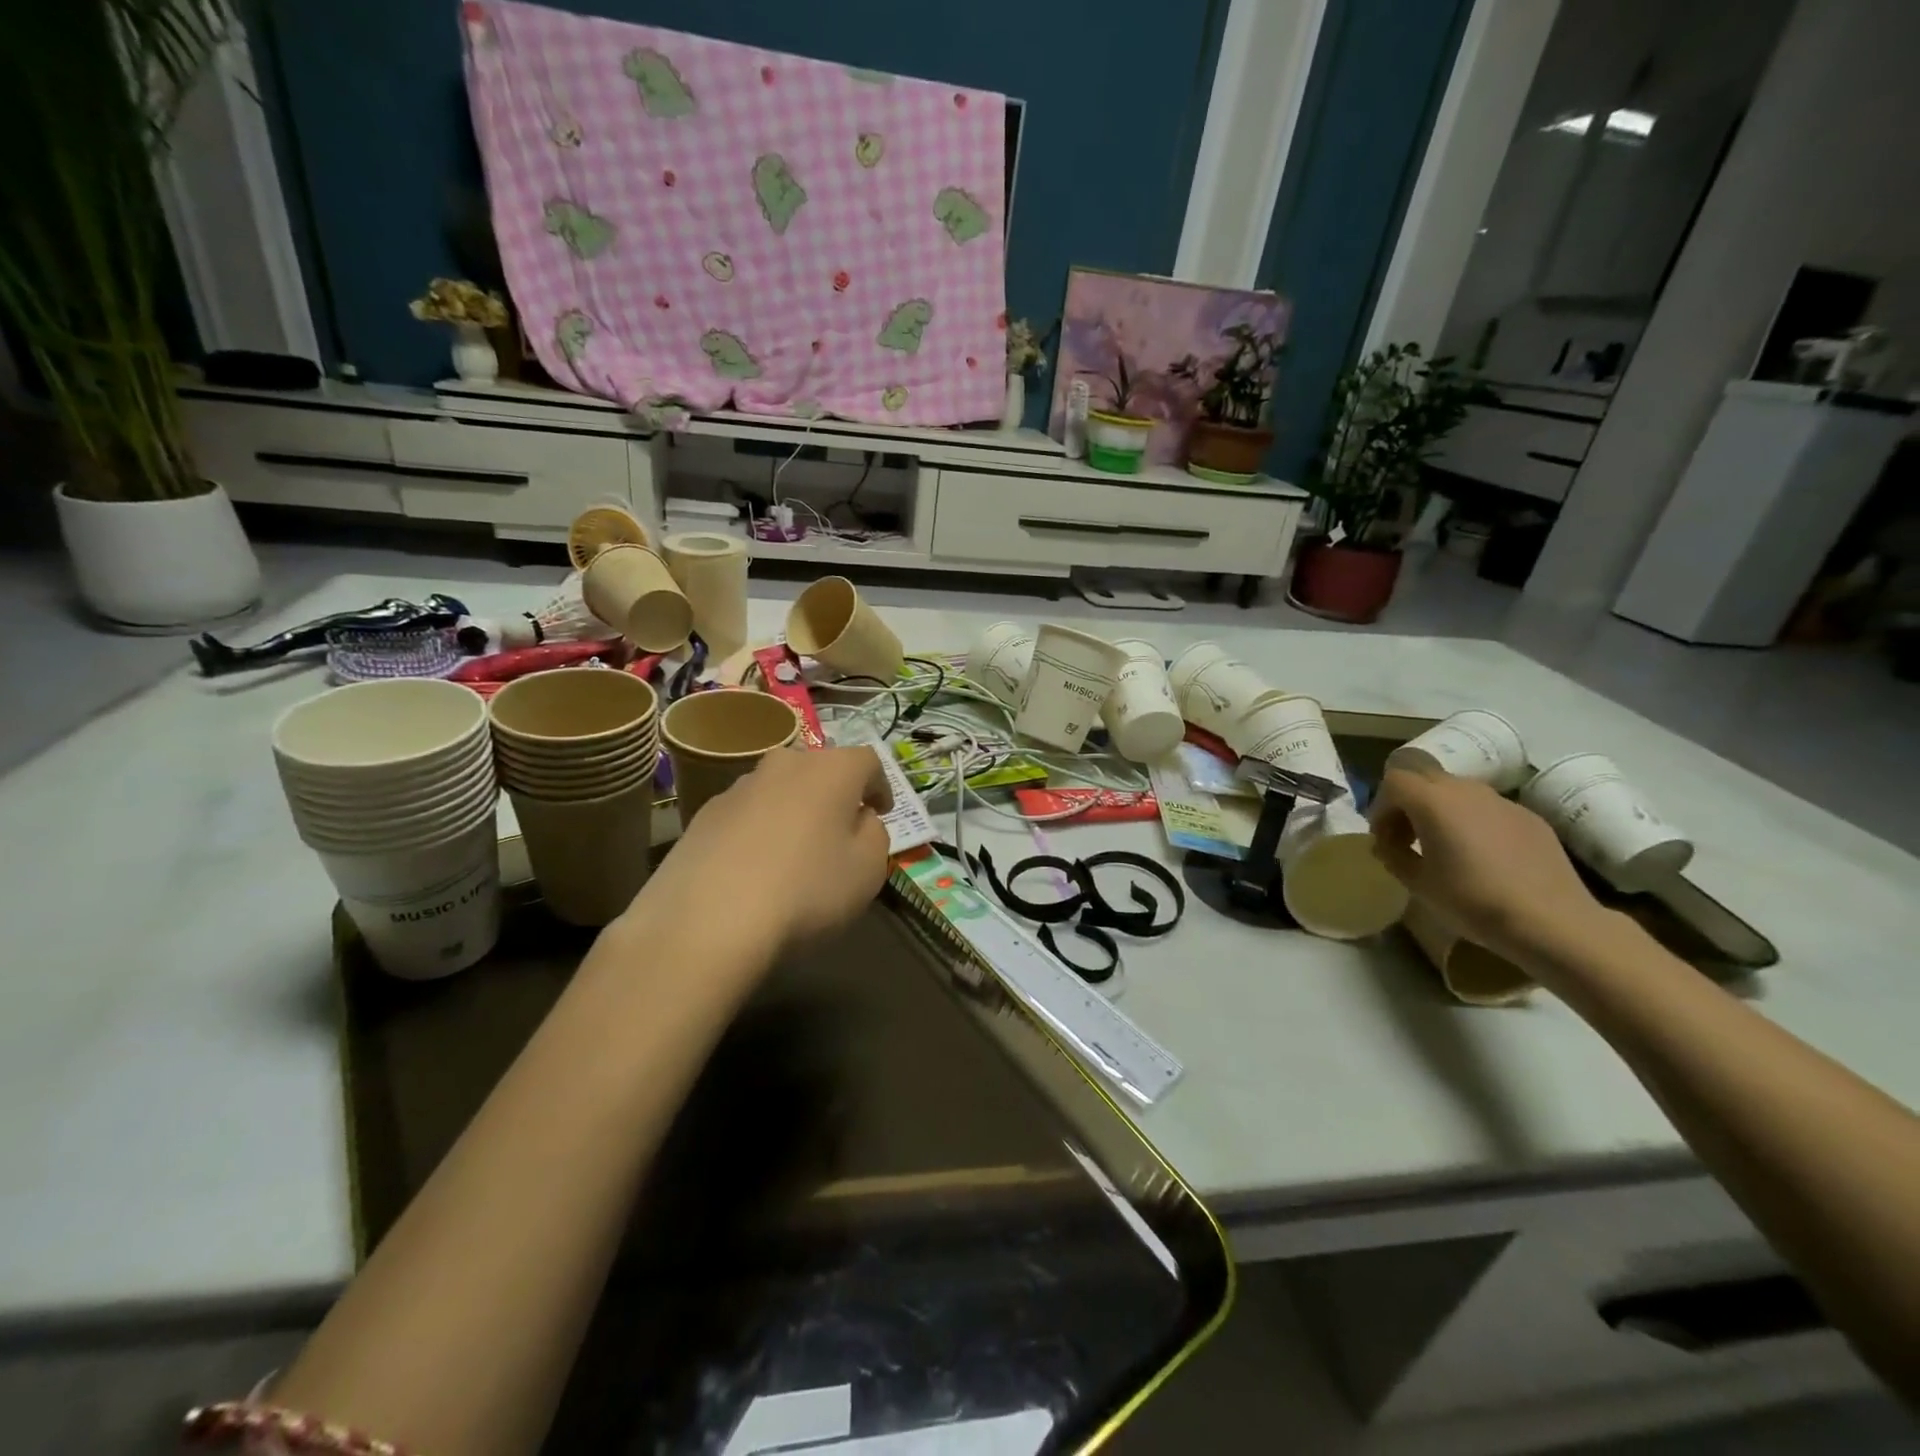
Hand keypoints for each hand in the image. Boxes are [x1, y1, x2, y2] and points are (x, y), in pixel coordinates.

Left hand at [634, 746, 893, 955]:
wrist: (708, 919)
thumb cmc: (806, 890)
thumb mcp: (868, 870)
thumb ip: (874, 835)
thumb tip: (860, 820)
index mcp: (832, 770)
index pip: (868, 761)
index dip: (880, 786)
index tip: (881, 812)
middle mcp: (785, 764)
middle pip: (819, 769)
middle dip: (835, 795)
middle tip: (840, 830)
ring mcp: (739, 787)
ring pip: (780, 790)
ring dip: (794, 811)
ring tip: (795, 852)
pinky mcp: (704, 814)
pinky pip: (747, 815)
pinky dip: (760, 831)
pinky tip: (755, 868)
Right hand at [1369, 767, 1606, 966]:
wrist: (1551, 921)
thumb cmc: (1473, 901)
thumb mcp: (1417, 883)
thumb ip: (1394, 855)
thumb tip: (1388, 845)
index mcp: (1434, 802)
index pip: (1394, 782)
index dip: (1381, 807)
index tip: (1383, 839)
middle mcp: (1467, 791)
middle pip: (1425, 779)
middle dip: (1408, 804)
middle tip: (1407, 838)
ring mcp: (1503, 802)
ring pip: (1458, 792)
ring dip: (1440, 811)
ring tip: (1443, 847)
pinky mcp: (1530, 818)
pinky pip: (1488, 810)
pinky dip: (1473, 822)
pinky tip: (1482, 857)